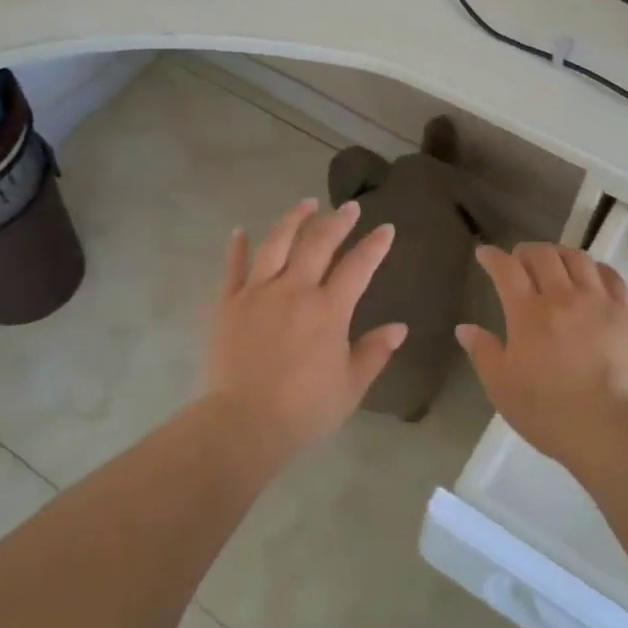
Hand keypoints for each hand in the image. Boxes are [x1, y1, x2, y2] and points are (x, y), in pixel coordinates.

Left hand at [205, 198, 405, 455]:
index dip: (374, 245)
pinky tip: (240, 230)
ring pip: (276, 244)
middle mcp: (294, 290)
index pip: (358, 266)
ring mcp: (257, 293)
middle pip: (318, 244)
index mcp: (329, 309)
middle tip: (349, 208)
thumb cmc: (304, 410)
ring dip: (293, 220)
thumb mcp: (351, 386)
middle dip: (337, 222)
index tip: (385, 228)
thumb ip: (375, 352)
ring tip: (306, 204)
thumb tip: (400, 327)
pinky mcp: (228, 304)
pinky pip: (232, 268)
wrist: (243, 424)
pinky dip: (237, 247)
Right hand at [457, 243, 627, 465]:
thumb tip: (465, 328)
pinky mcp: (626, 313)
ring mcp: (598, 302)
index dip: (493, 256)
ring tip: (554, 261)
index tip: (485, 253)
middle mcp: (562, 297)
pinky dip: (596, 268)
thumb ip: (482, 352)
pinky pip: (612, 277)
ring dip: (560, 253)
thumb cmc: (546, 410)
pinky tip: (591, 275)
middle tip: (519, 259)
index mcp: (527, 313)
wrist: (607, 427)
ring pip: (578, 259)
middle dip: (526, 251)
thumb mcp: (500, 386)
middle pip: (543, 256)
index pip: (506, 269)